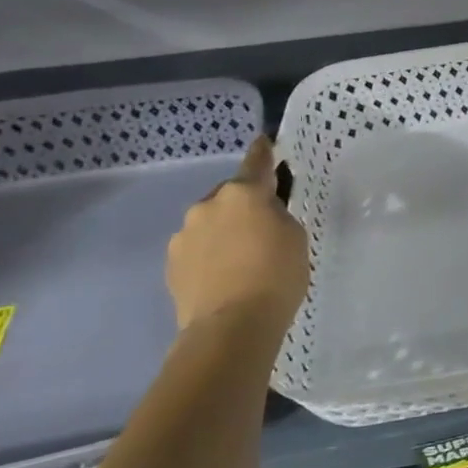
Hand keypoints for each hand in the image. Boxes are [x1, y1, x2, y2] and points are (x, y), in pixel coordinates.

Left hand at [167, 137, 309, 333]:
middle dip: (244, 206)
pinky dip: (211, 256)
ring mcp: (184, 235)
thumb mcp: (295, 237)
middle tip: (264, 229)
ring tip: (244, 259)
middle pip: (231, 197)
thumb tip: (261, 216)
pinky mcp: (171, 264)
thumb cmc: (277, 275)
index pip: (256, 163)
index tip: (263, 141)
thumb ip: (278, 216)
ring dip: (225, 232)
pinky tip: (226, 276)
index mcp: (243, 193)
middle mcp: (208, 205)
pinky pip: (198, 249)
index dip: (262, 152)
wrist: (231, 326)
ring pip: (211, 223)